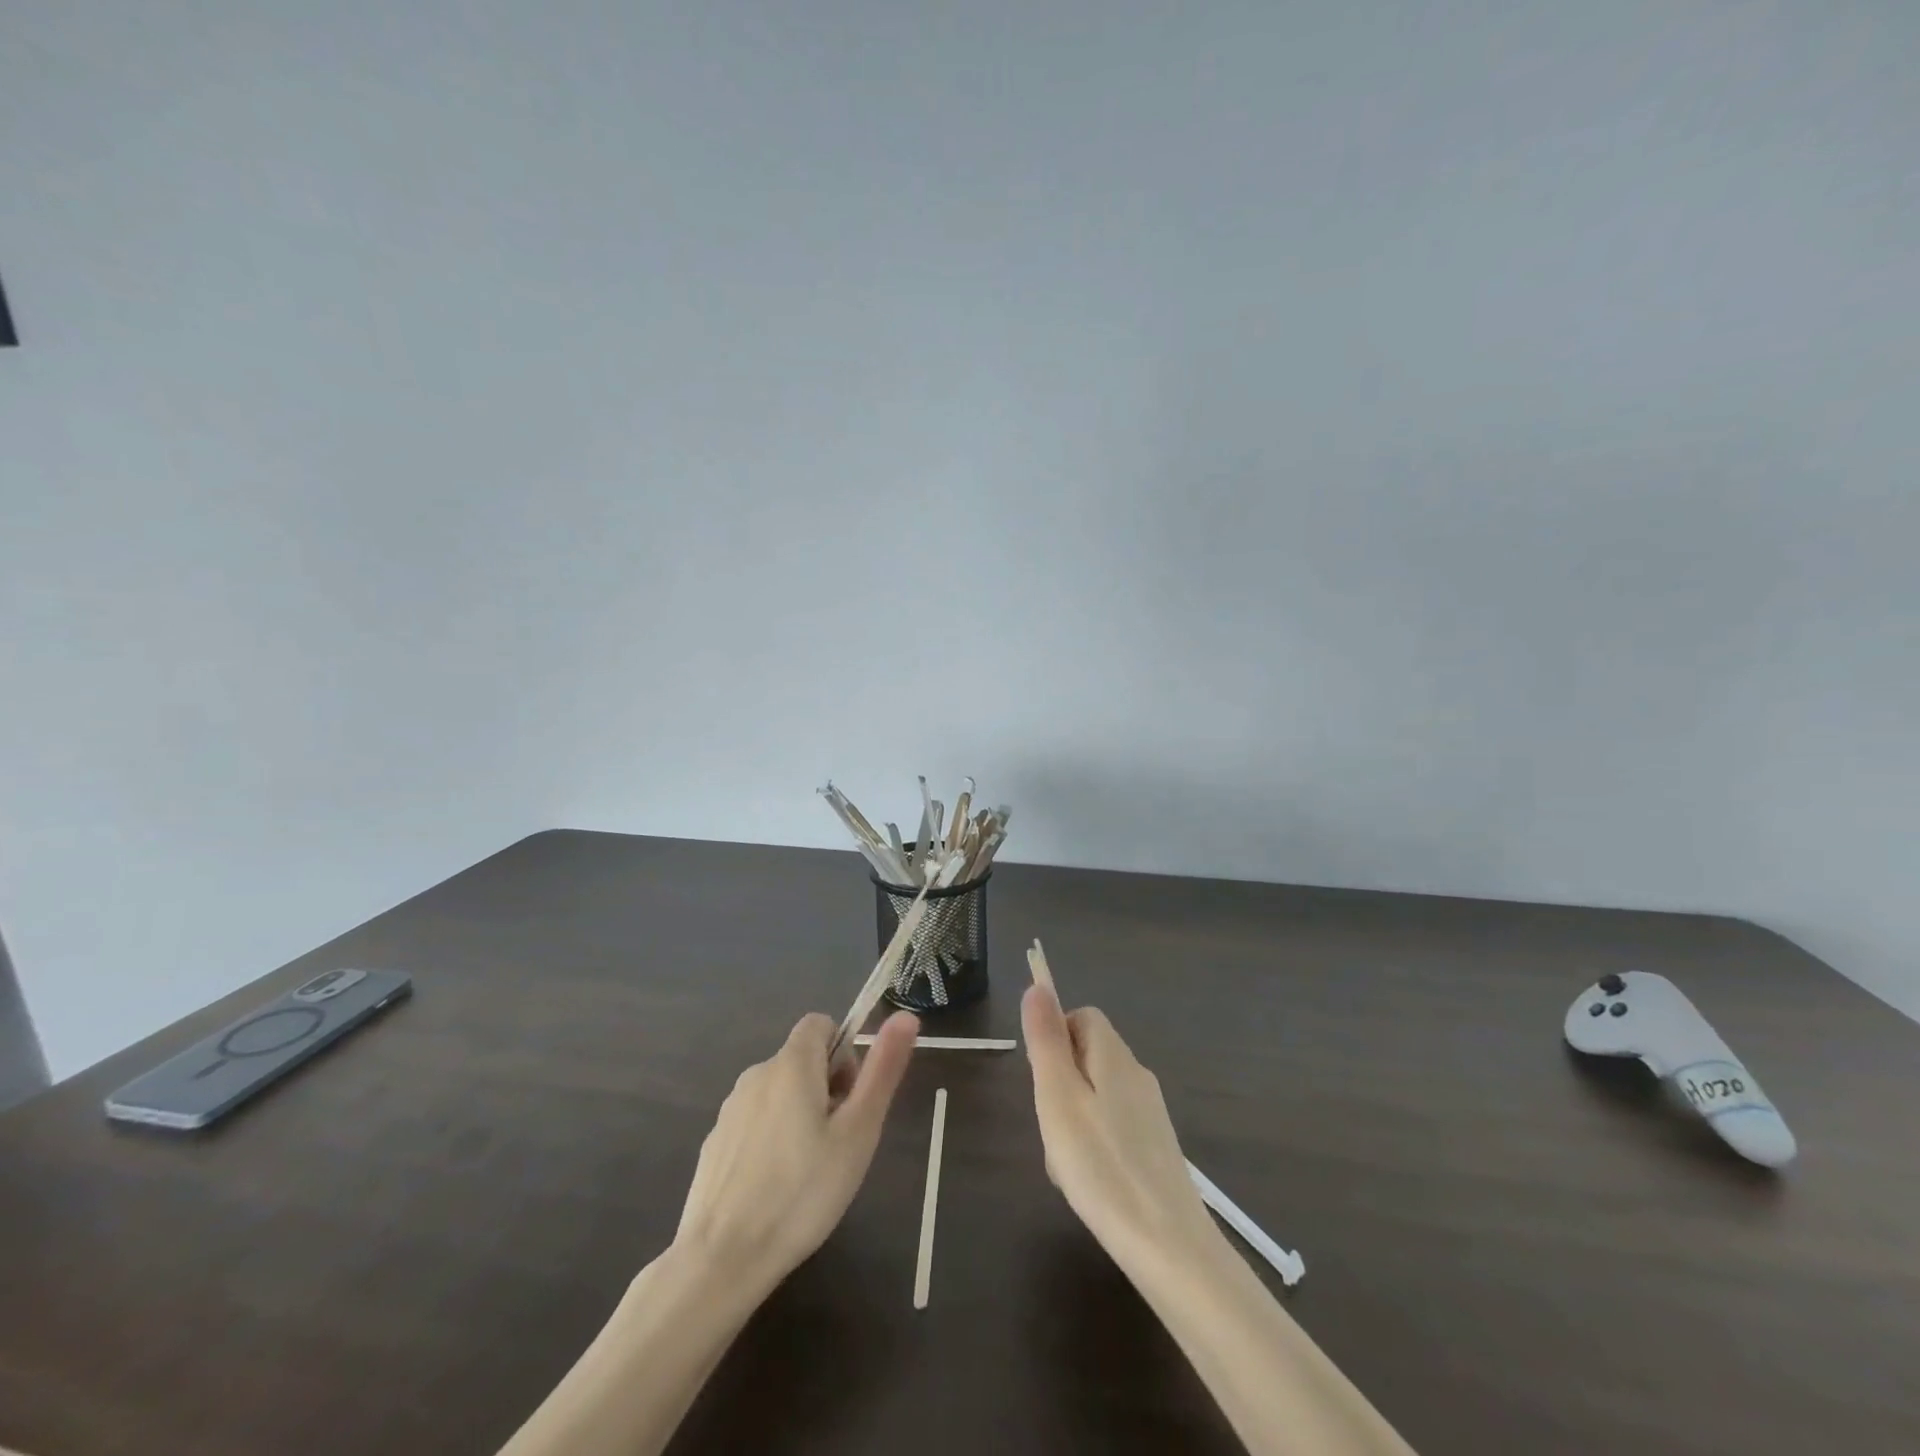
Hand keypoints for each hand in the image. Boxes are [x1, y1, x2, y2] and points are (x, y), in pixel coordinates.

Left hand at [673, 1009, 917, 1291]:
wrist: (721, 1258)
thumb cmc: (803, 1192)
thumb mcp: (858, 1132)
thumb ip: (882, 1070)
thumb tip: (905, 1016)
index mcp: (791, 1063)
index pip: (821, 1024)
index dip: (844, 1053)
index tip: (850, 1100)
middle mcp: (757, 1073)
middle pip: (802, 1059)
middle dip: (826, 1088)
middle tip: (838, 1143)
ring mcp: (730, 1109)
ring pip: (779, 1092)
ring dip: (799, 1114)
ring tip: (809, 1171)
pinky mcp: (715, 1142)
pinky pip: (755, 1122)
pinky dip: (771, 1139)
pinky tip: (775, 1188)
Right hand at [1021, 984, 1220, 1275]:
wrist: (1170, 1247)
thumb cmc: (1102, 1166)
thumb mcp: (1058, 1098)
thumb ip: (1046, 1040)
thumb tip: (1038, 986)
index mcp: (1114, 1056)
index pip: (1083, 1016)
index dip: (1055, 1036)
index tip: (1042, 1079)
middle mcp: (1137, 1075)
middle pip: (1087, 1056)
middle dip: (1059, 1085)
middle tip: (1052, 1128)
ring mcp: (1150, 1112)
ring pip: (1096, 1095)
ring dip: (1072, 1120)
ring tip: (1068, 1164)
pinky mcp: (1156, 1147)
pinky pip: (1112, 1127)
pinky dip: (1093, 1145)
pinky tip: (1091, 1183)